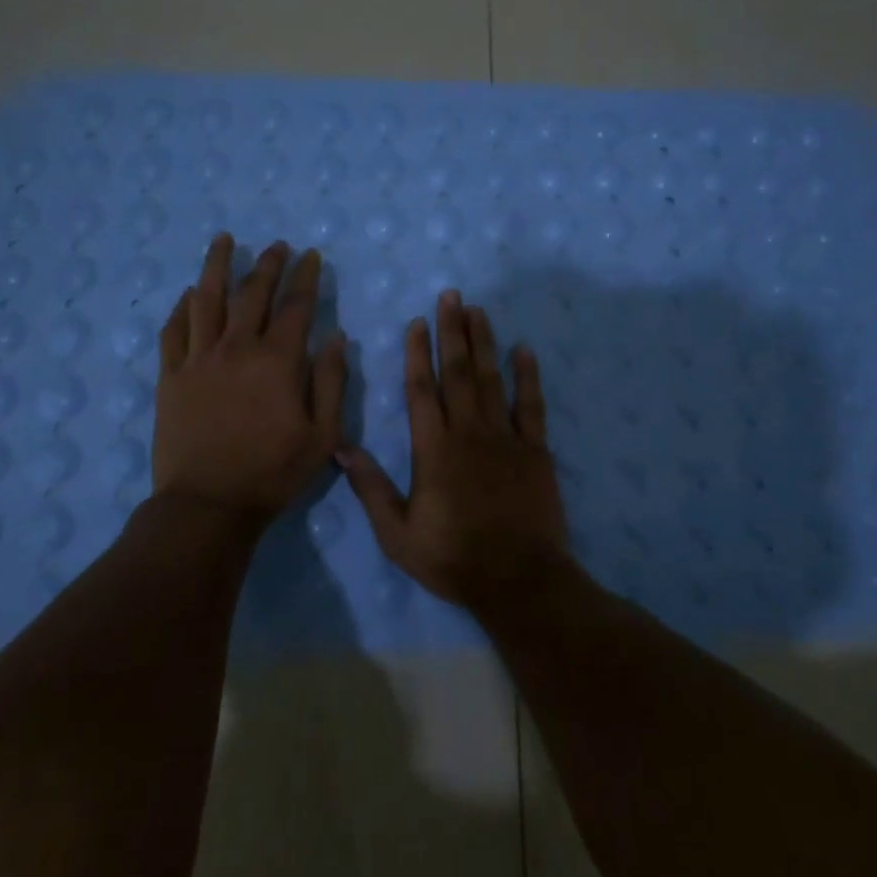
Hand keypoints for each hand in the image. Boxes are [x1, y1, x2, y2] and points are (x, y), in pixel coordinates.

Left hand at [154, 234, 347, 525]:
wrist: (208, 505)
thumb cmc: (272, 473)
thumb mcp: (323, 436)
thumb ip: (331, 382)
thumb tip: (335, 337)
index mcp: (277, 361)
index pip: (296, 306)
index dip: (306, 277)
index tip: (311, 255)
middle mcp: (236, 348)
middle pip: (252, 293)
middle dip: (268, 264)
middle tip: (276, 245)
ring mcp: (198, 359)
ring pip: (207, 299)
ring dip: (217, 266)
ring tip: (224, 240)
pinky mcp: (171, 377)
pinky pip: (173, 331)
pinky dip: (182, 308)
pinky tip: (188, 294)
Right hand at [339, 290, 569, 610]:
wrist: (518, 579)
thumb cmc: (453, 557)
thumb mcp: (398, 533)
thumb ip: (371, 488)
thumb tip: (341, 448)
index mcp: (433, 450)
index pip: (421, 391)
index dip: (417, 354)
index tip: (416, 322)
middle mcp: (468, 433)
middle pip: (457, 373)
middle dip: (452, 332)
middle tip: (451, 297)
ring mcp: (505, 438)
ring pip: (491, 380)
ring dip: (484, 343)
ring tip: (478, 310)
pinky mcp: (535, 450)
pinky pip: (531, 405)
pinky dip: (528, 376)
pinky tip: (524, 351)